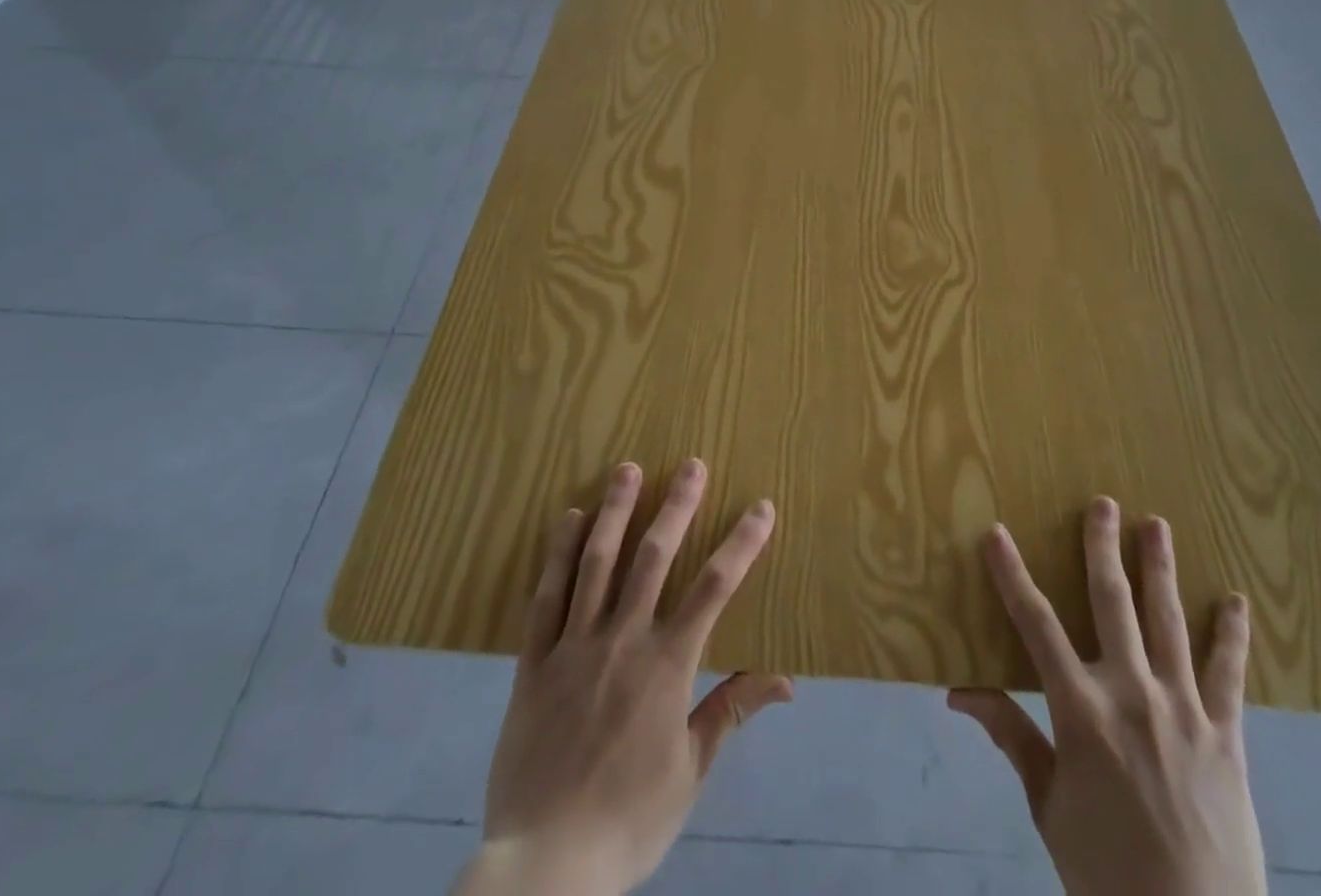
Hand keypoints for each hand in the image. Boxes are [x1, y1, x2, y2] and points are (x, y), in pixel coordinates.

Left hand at [455, 460, 792, 895]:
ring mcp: (573, 646)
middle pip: (653, 558)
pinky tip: (571, 519)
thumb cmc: (627, 820)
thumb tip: (787, 681)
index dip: (740, 544)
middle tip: (691, 464)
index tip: (761, 508)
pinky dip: (559, 554)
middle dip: (676, 506)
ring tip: (628, 469)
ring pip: (597, 563)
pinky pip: (546, 597)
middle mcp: (622, 640)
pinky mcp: (533, 662)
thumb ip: (731, 712)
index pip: (713, 589)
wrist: (544, 868)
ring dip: (616, 512)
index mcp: (667, 666)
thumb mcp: (690, 772)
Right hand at [949, 502, 1264, 895]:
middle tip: (1102, 503)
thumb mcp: (1047, 806)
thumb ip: (1011, 736)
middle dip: (1103, 548)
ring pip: (1169, 622)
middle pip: (1113, 603)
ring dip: (1162, 569)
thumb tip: (959, 693)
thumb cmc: (1105, 872)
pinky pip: (1229, 675)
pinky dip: (1231, 635)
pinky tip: (1236, 601)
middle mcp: (1132, 694)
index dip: (1012, 575)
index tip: (996, 533)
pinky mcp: (1228, 737)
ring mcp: (1184, 711)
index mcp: (1081, 711)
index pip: (1035, 625)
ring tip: (1157, 525)